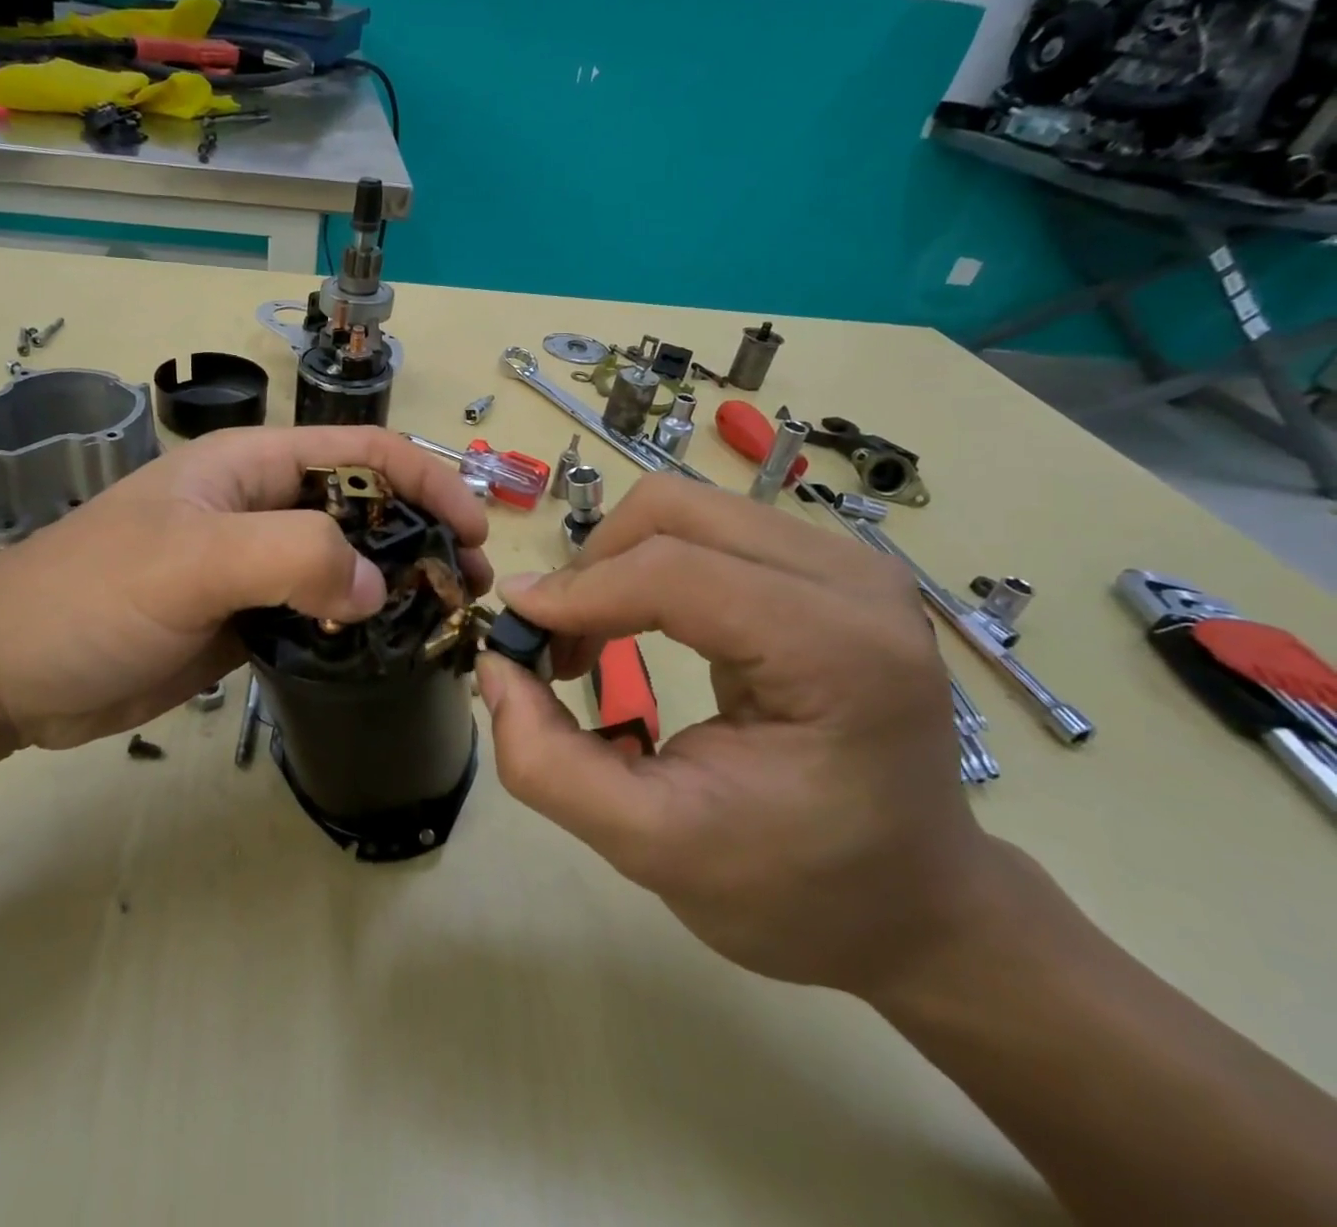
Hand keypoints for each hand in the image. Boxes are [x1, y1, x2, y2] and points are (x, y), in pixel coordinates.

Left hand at [0, 427, 489, 752]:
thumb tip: (375, 586)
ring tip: (444, 625)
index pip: (364, 453)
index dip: (428, 479)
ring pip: (348, 565)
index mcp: (254, 466)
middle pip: (367, 508)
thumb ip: (291, 557)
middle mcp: (263, 508)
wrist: (6, 674)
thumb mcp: (190, 561)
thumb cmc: (89, 596)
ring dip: (397, 587)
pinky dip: (359, 628)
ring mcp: (257, 567)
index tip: (477, 532)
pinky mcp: (249, 619)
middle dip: (424, 538)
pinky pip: (320, 613)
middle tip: (470, 591)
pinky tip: (388, 652)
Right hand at [475, 474, 991, 997]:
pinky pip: (706, 530)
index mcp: (837, 651)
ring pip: (682, 509)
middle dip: (591, 569)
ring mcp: (845, 564)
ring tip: (589, 640)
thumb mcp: (651, 847)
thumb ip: (549, 764)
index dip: (576, 592)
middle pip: (672, 511)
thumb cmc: (796, 889)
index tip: (512, 632)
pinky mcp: (826, 568)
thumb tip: (495, 667)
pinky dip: (644, 566)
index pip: (674, 572)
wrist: (917, 904)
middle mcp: (851, 580)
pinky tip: (634, 623)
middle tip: (557, 648)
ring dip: (613, 565)